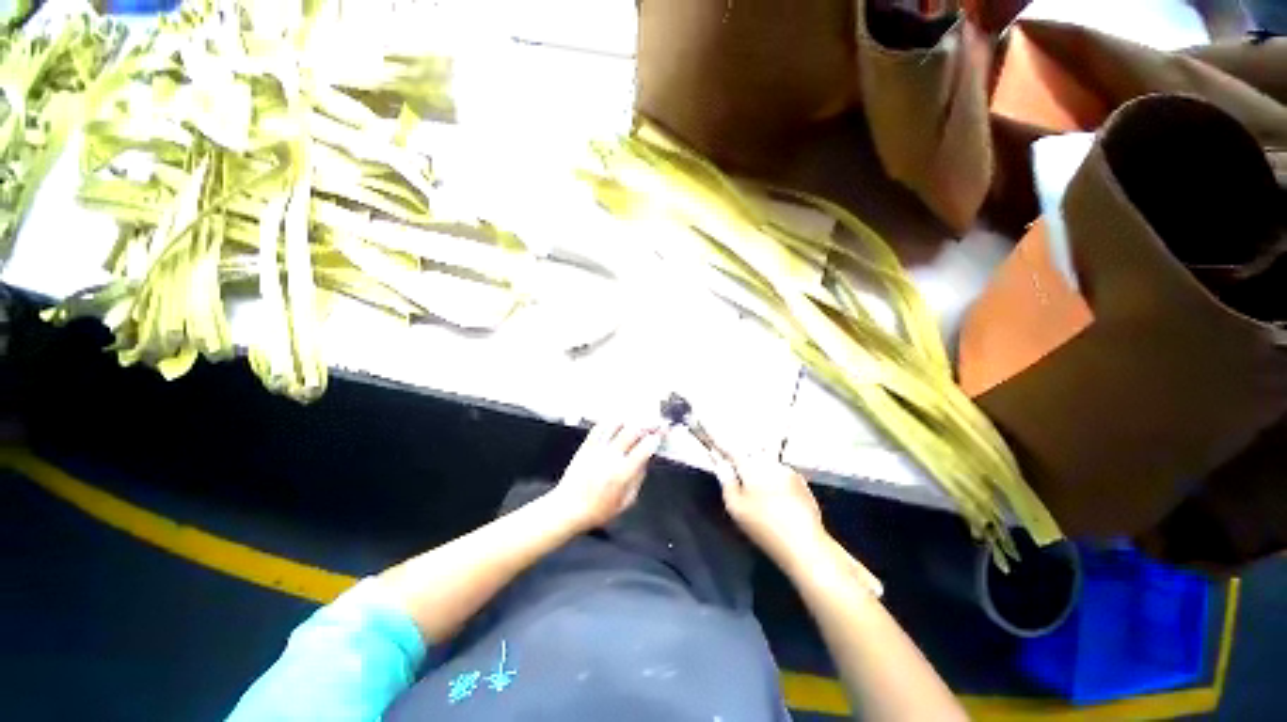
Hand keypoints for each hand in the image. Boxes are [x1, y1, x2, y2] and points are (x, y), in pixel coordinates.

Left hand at [551, 421, 664, 532]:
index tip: (659, 436)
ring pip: (616, 425)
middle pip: (632, 432)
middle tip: (655, 423)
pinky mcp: (586, 446)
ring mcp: (597, 450)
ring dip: (630, 420)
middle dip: (647, 425)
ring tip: (638, 420)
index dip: (655, 439)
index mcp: (622, 474)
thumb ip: (638, 480)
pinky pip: (599, 428)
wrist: (568, 508)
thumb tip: (646, 462)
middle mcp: (610, 458)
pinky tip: (618, 421)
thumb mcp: (626, 502)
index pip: (644, 449)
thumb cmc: (597, 510)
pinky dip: (610, 421)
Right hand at [710, 453, 829, 567]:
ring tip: (756, 489)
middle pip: (751, 454)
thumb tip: (722, 465)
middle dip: (742, 460)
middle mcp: (770, 462)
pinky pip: (780, 474)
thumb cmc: (764, 526)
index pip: (731, 449)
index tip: (712, 440)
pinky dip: (773, 479)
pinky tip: (773, 497)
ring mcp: (788, 471)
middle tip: (735, 473)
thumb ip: (727, 482)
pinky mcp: (801, 483)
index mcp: (751, 466)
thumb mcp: (736, 507)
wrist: (805, 544)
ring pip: (766, 464)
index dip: (720, 445)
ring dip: (759, 470)